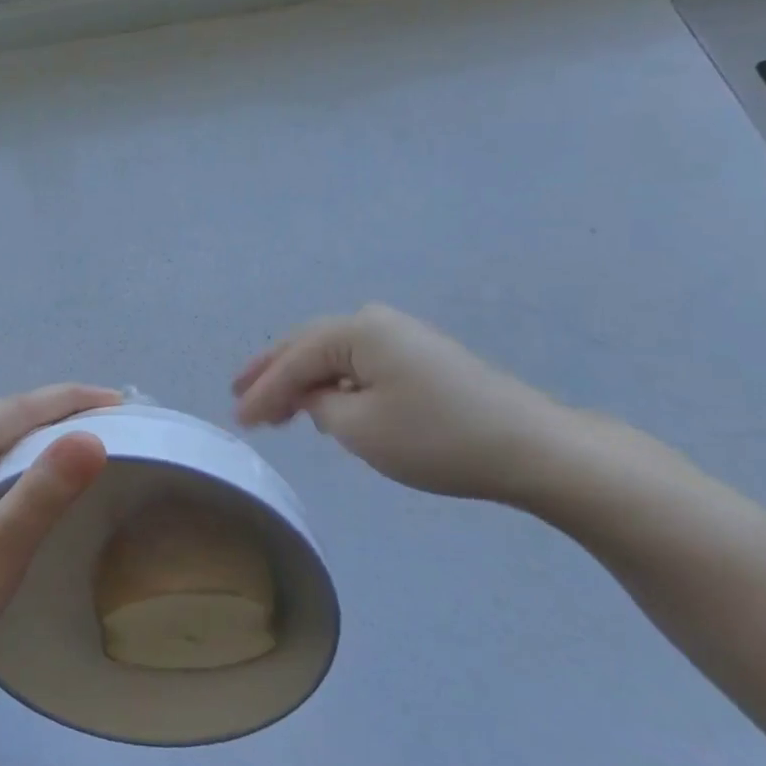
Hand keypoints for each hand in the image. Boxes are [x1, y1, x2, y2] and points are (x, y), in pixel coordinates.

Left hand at [0, 385, 118, 681]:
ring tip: (89, 438)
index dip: (72, 400)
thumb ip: (47, 488)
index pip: (18, 407)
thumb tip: (93, 437)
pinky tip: (44, 470)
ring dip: (42, 437)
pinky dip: (21, 460)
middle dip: (60, 415)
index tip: (121, 401)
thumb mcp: (2, 542)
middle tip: (114, 419)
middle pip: (7, 417)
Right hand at [232, 304, 585, 501]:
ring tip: (274, 404)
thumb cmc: (435, 437)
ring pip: (332, 354)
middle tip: (240, 395)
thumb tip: (312, 395)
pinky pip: (358, 363)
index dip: (261, 391)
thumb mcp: (358, 427)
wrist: (528, 446)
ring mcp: (399, 335)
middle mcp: (374, 320)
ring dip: (301, 377)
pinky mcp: (418, 355)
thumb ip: (317, 405)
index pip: (293, 361)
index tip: (237, 420)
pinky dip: (332, 381)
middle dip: (272, 372)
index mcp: (356, 330)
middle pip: (307, 345)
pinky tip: (322, 400)